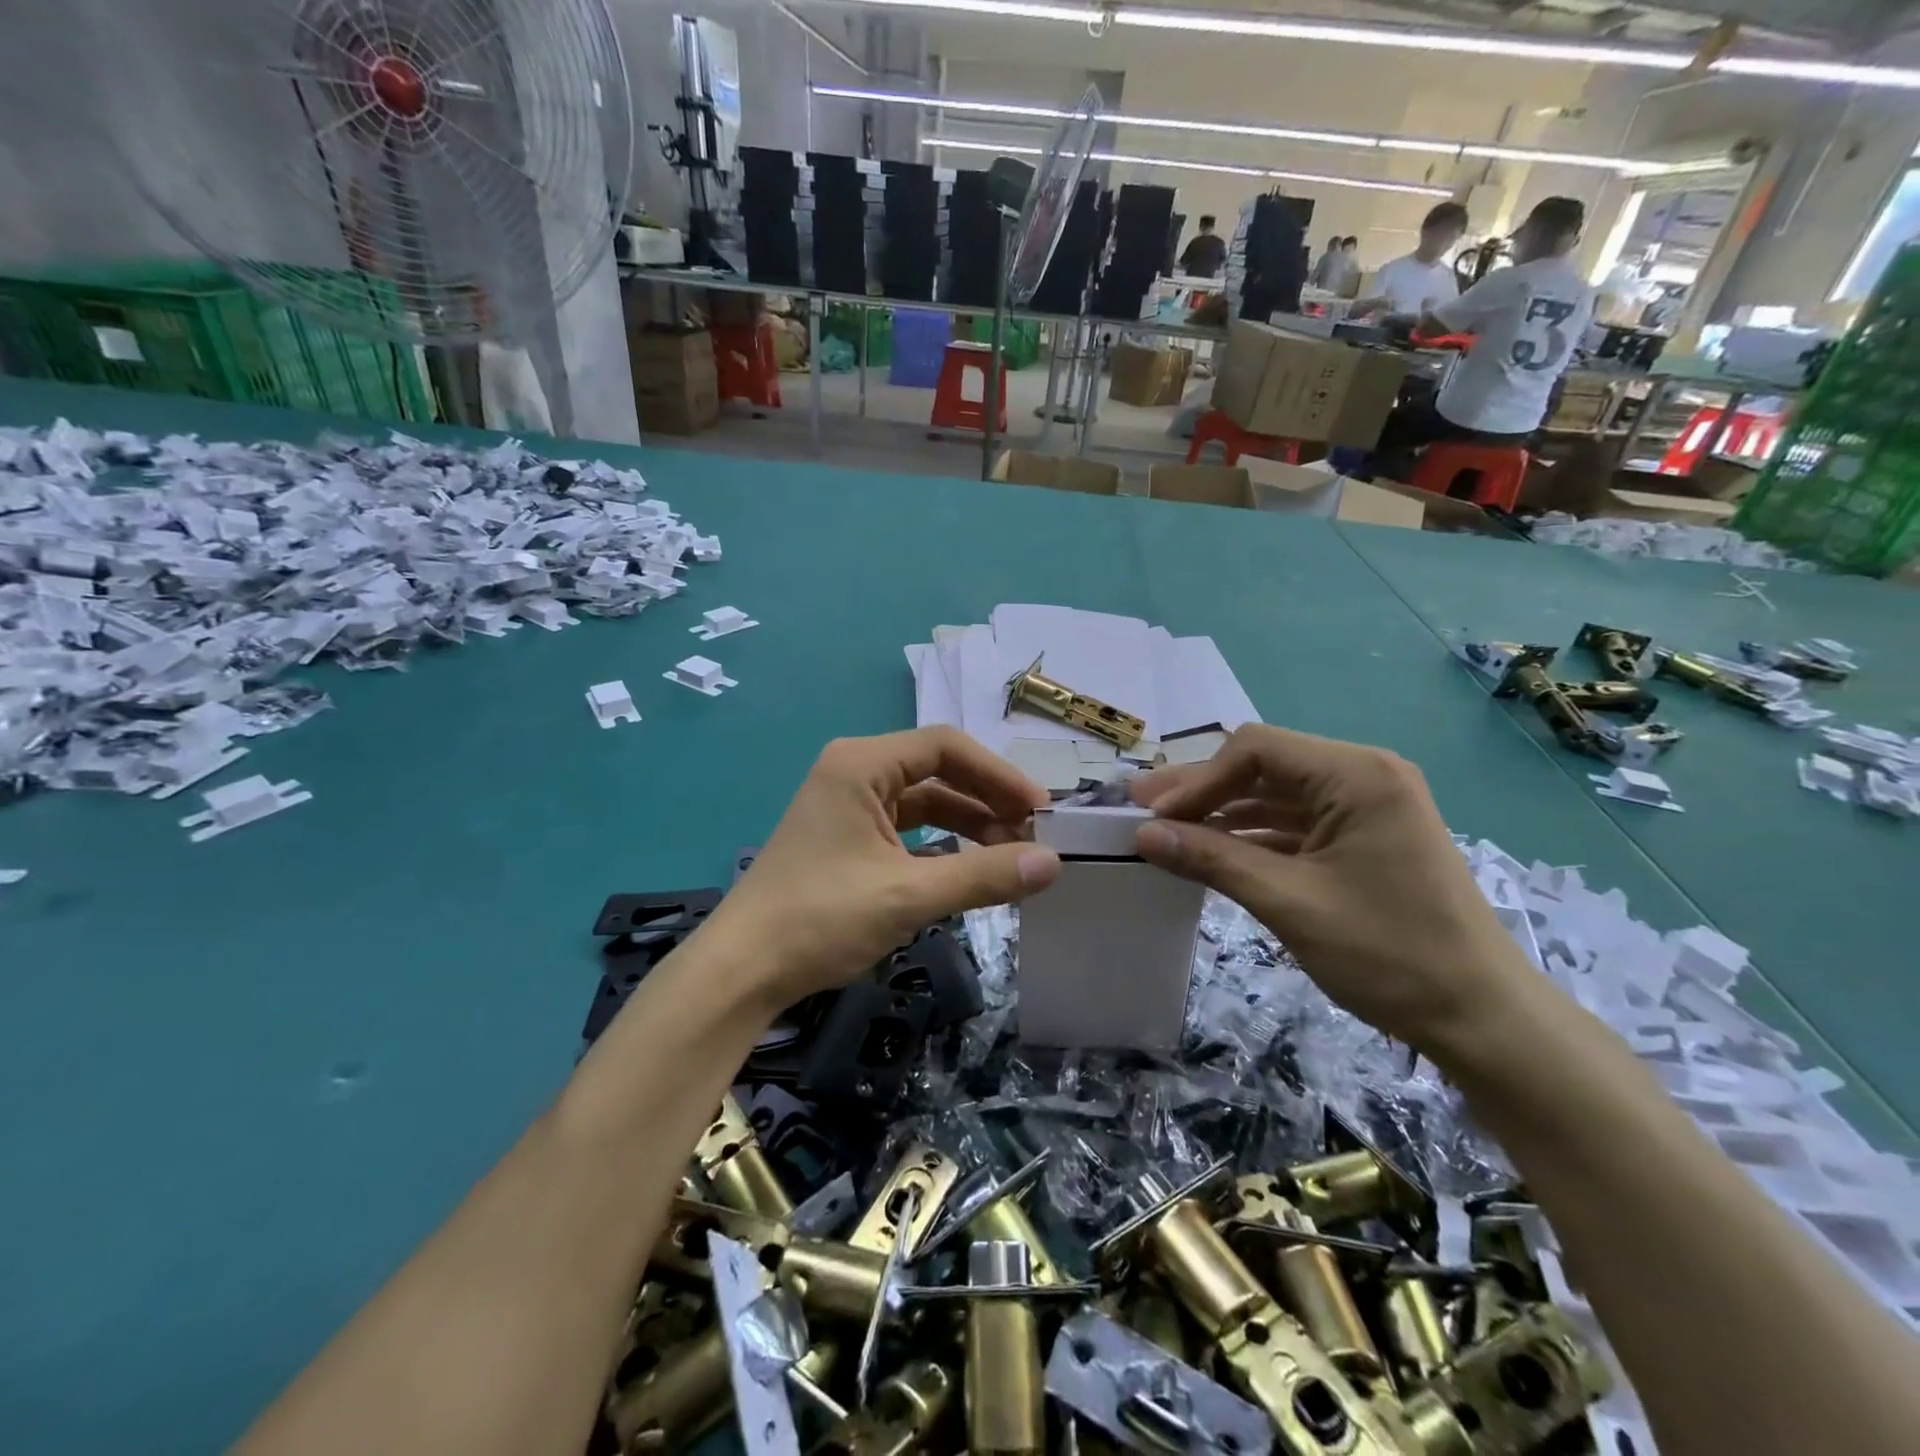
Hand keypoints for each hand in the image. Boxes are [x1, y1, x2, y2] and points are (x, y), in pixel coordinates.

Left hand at [708, 728, 1060, 1008]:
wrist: (742, 970)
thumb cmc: (820, 920)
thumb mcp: (908, 895)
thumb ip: (983, 876)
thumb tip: (1053, 863)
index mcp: (862, 764)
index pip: (947, 747)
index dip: (999, 775)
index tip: (1040, 810)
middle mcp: (854, 771)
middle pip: (938, 771)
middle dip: (987, 801)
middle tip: (1032, 837)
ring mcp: (847, 804)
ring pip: (924, 801)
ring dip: (968, 824)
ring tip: (1010, 857)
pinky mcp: (846, 836)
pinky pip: (906, 828)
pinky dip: (941, 843)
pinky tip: (969, 869)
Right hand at [1131, 725, 1537, 1059]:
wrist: (1481, 1019)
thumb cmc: (1388, 954)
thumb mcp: (1289, 902)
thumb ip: (1212, 859)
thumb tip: (1142, 835)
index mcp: (1356, 775)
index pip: (1256, 749)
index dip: (1198, 779)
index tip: (1156, 817)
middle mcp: (1363, 775)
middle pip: (1263, 767)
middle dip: (1202, 791)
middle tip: (1142, 811)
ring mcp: (1366, 807)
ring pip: (1275, 796)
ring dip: (1222, 814)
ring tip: (1166, 831)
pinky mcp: (1363, 837)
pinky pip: (1294, 823)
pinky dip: (1252, 836)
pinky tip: (1212, 851)